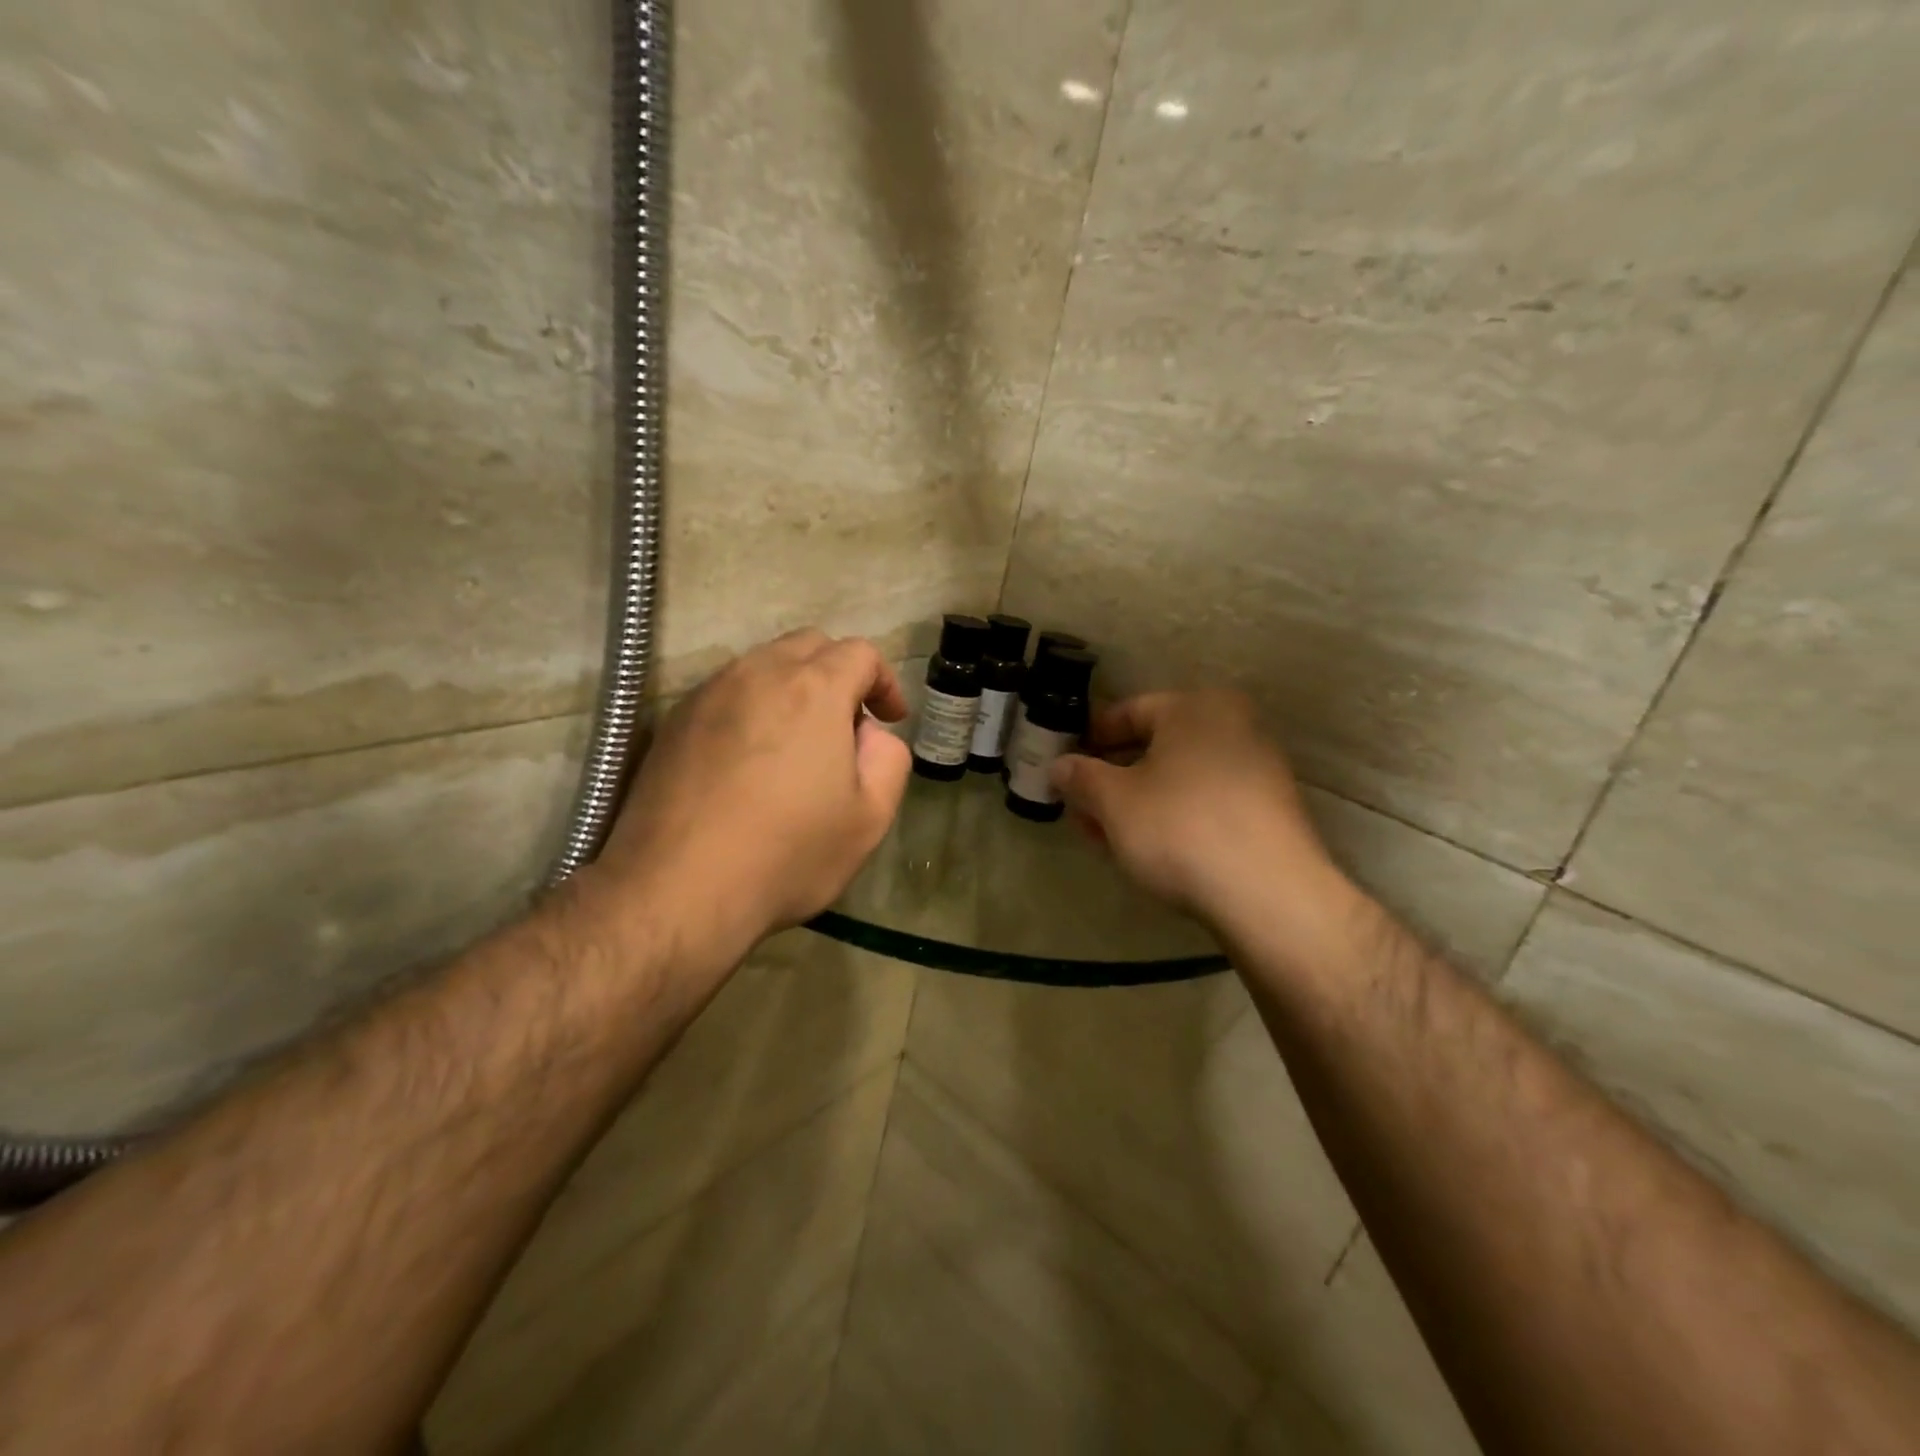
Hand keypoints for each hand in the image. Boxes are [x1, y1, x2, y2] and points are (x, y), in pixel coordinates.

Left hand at [586, 629, 911, 966]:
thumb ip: (888, 759)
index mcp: (814, 688)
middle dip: (839, 674)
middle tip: (847, 725)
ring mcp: (709, 693)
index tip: (889, 719)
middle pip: (809, 645)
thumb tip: (868, 733)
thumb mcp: (870, 817)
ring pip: (763, 665)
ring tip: (797, 741)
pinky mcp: (674, 721)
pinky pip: (726, 693)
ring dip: (793, 687)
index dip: (884, 681)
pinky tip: (749, 758)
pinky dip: (752, 706)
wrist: (678, 889)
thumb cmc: (788, 854)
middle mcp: (758, 673)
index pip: (860, 652)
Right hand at [1049, 691, 1346, 933]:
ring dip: (1138, 801)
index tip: (1066, 762)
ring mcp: (1258, 769)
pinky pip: (1206, 801)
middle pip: (1156, 746)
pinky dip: (1173, 816)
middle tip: (1081, 806)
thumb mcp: (1114, 802)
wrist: (1269, 895)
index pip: (1130, 711)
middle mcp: (1234, 726)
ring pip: (1179, 778)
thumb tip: (1059, 766)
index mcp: (1197, 708)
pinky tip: (1149, 848)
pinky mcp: (1269, 811)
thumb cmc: (1180, 828)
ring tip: (1106, 834)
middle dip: (1112, 777)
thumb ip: (1080, 777)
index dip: (1091, 737)